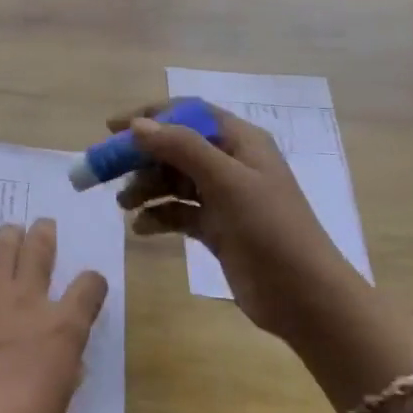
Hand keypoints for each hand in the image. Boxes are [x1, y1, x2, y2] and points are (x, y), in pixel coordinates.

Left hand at [0, 219, 108, 412]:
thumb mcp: (58, 404)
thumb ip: (64, 370)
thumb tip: (66, 357)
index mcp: (63, 327)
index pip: (88, 288)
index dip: (93, 282)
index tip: (92, 284)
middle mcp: (29, 300)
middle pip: (40, 251)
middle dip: (44, 235)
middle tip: (44, 224)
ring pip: (3, 249)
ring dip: (10, 237)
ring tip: (12, 231)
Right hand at [109, 100, 344, 340]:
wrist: (306, 298)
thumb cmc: (270, 229)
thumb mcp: (227, 181)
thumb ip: (181, 148)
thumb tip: (138, 125)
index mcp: (241, 142)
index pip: (188, 113)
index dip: (150, 116)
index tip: (113, 129)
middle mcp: (231, 164)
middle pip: (176, 147)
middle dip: (141, 156)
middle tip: (106, 170)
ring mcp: (225, 198)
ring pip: (174, 180)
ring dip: (146, 186)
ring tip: (123, 203)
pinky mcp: (218, 229)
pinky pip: (179, 212)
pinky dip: (158, 215)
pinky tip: (140, 227)